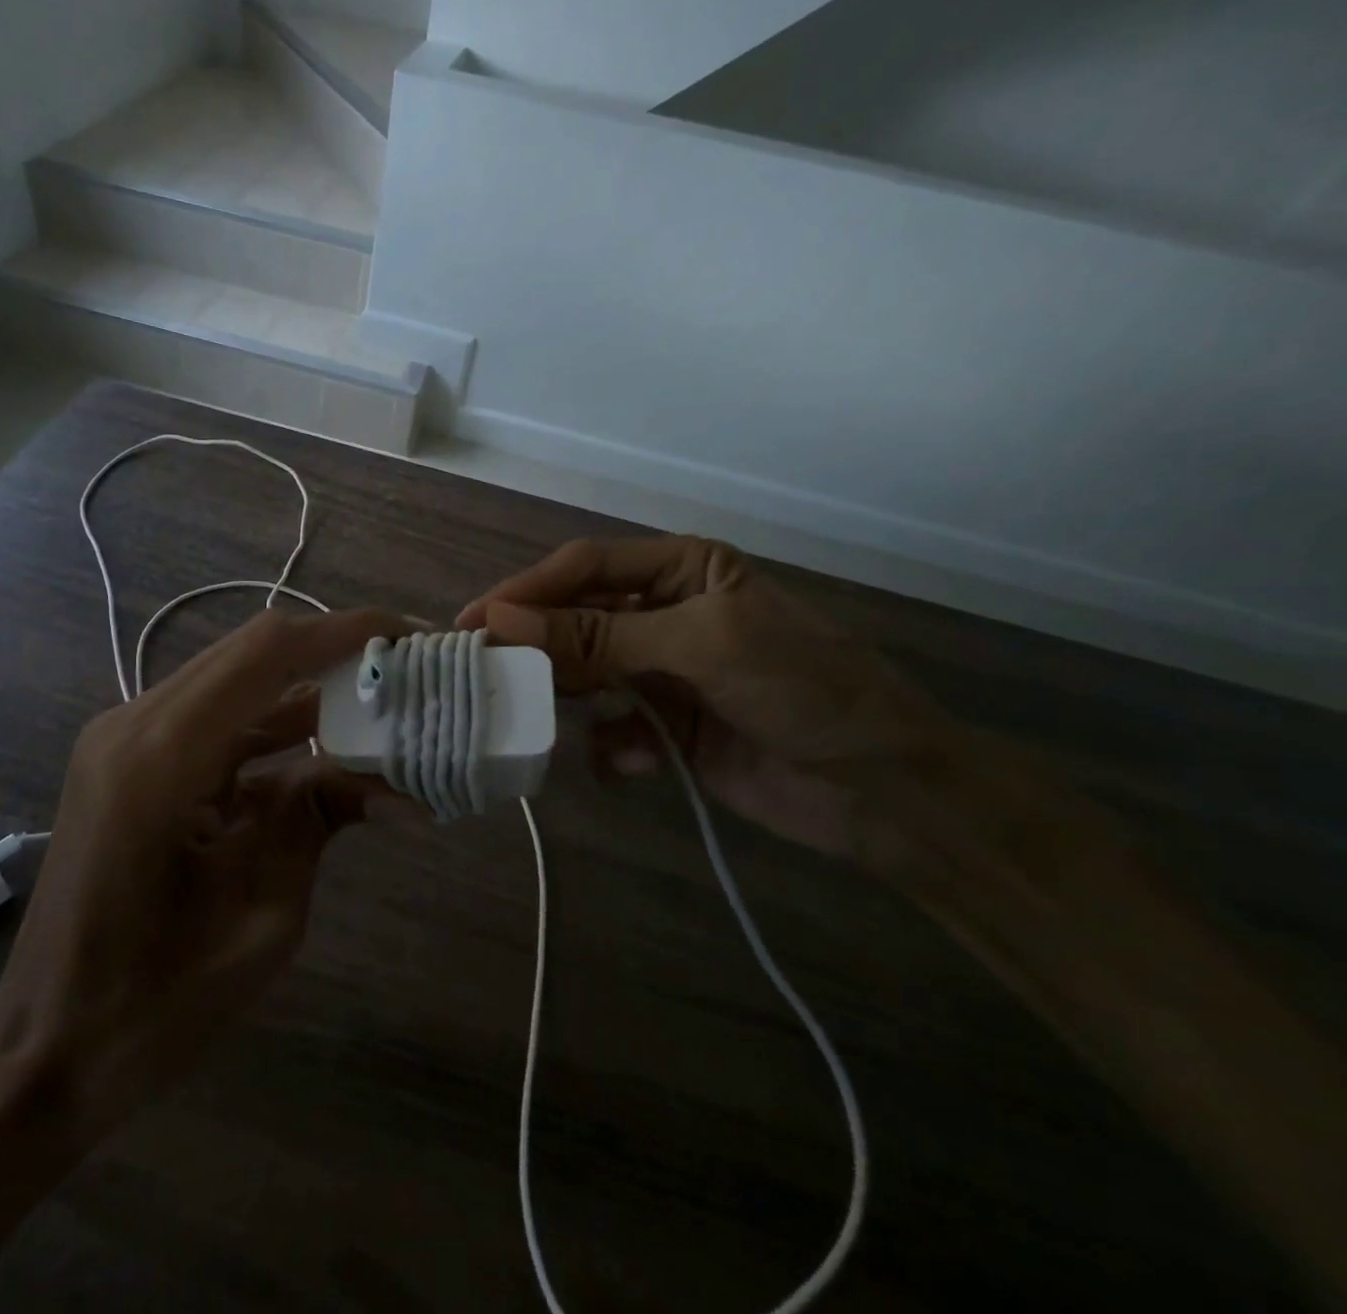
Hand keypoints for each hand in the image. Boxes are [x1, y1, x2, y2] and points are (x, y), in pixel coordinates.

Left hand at [0, 606, 408, 1150]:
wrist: (48, 1048)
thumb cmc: (152, 1004)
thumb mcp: (263, 915)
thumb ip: (320, 819)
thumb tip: (401, 783)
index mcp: (160, 758)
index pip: (267, 653)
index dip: (344, 633)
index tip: (410, 637)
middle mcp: (136, 724)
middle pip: (253, 651)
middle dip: (336, 653)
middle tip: (407, 671)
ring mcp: (127, 737)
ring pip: (239, 681)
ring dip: (310, 688)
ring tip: (383, 704)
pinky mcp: (134, 758)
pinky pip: (219, 719)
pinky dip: (278, 725)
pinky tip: (329, 747)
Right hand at [457, 536, 954, 865]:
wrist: (885, 790)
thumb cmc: (802, 687)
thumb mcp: (701, 645)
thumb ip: (600, 637)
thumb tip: (503, 620)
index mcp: (681, 570)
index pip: (585, 569)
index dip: (527, 591)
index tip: (474, 622)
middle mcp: (665, 615)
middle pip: (578, 621)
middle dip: (537, 647)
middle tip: (484, 672)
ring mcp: (664, 674)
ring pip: (587, 677)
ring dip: (566, 698)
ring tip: (534, 719)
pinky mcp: (667, 730)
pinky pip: (613, 730)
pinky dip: (608, 747)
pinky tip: (622, 763)